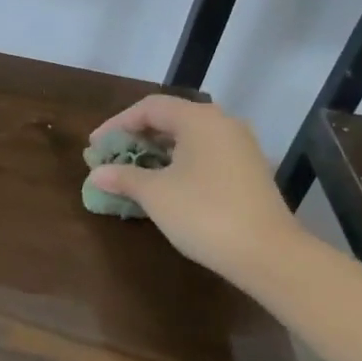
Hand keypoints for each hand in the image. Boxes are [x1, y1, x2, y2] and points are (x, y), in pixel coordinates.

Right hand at [88, 96, 304, 286]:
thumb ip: (124, 178)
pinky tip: (164, 186)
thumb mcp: (155, 194)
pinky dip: (179, 165)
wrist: (266, 252)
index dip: (117, 125)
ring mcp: (240, 147)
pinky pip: (205, 156)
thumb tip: (97, 174)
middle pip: (171, 120)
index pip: (149, 108)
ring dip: (157, 153)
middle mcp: (223, 123)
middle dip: (136, 138)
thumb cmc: (203, 213)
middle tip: (111, 159)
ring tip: (132, 173)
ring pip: (189, 139)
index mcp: (199, 119)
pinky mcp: (249, 170)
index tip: (95, 147)